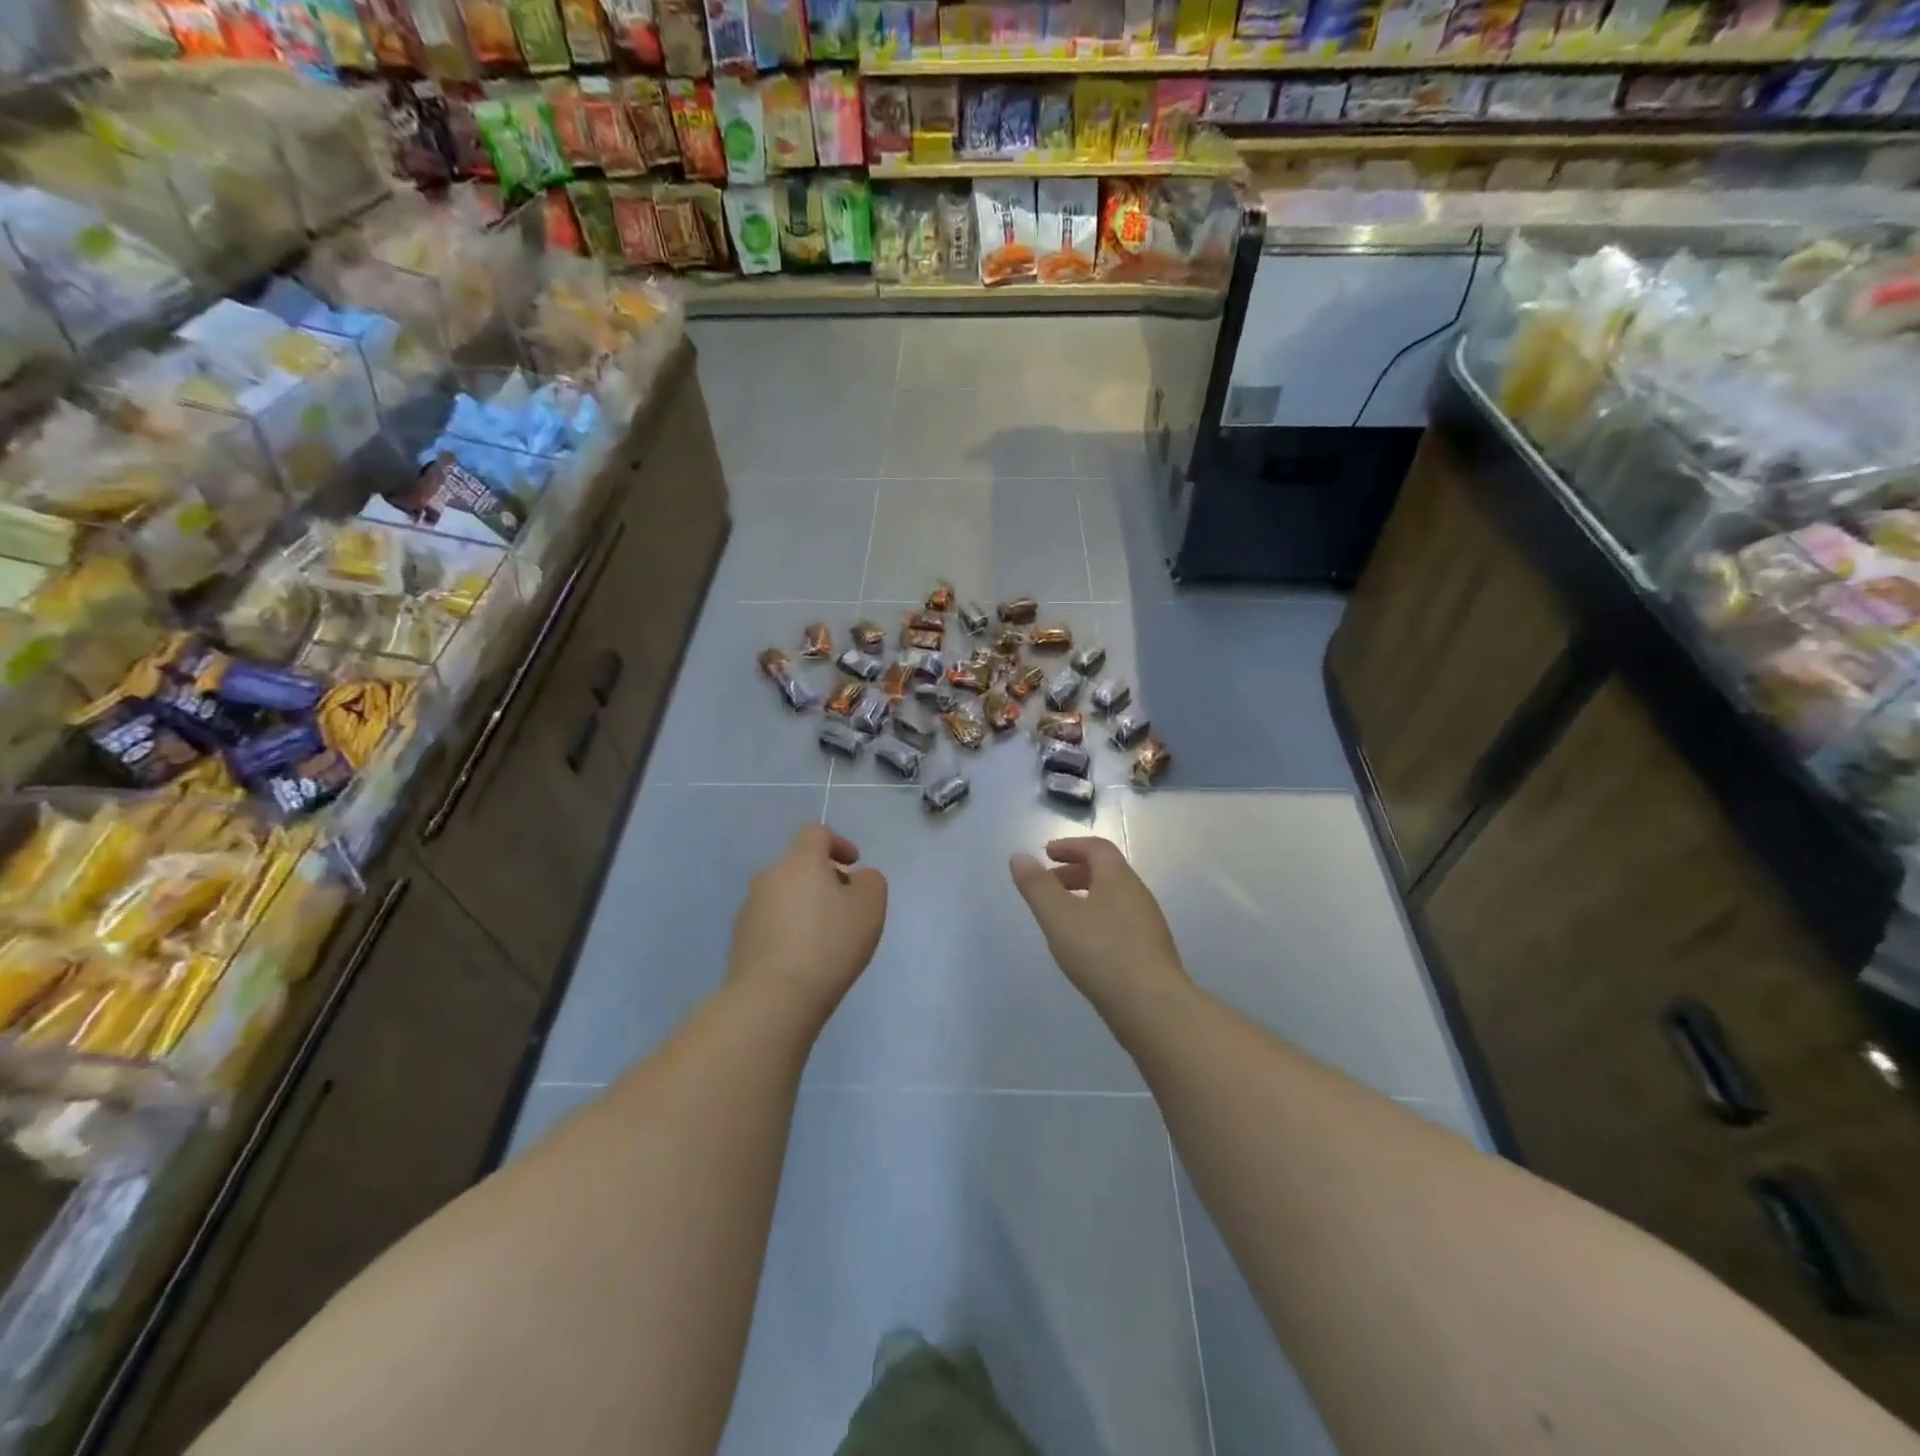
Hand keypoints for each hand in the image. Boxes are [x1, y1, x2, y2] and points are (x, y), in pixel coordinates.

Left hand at [726, 825, 886, 1020]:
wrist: (773, 998)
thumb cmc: (829, 944)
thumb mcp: (870, 906)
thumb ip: (869, 881)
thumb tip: (854, 879)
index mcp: (800, 861)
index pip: (816, 833)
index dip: (838, 843)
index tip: (854, 866)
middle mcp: (769, 876)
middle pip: (799, 865)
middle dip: (823, 878)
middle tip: (845, 906)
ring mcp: (749, 908)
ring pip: (784, 894)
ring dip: (804, 905)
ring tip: (825, 937)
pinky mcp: (740, 939)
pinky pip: (771, 922)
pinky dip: (788, 929)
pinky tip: (803, 957)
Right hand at [1009, 837, 1188, 1013]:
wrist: (1152, 1006)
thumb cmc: (1101, 952)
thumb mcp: (1058, 916)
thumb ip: (1037, 886)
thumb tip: (1019, 856)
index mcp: (1119, 878)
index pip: (1097, 848)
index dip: (1070, 846)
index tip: (1046, 854)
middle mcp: (1138, 894)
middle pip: (1106, 872)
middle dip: (1074, 872)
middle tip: (1048, 885)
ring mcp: (1148, 924)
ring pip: (1113, 898)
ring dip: (1085, 897)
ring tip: (1060, 918)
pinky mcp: (1150, 951)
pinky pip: (1119, 922)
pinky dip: (1097, 920)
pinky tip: (1084, 946)